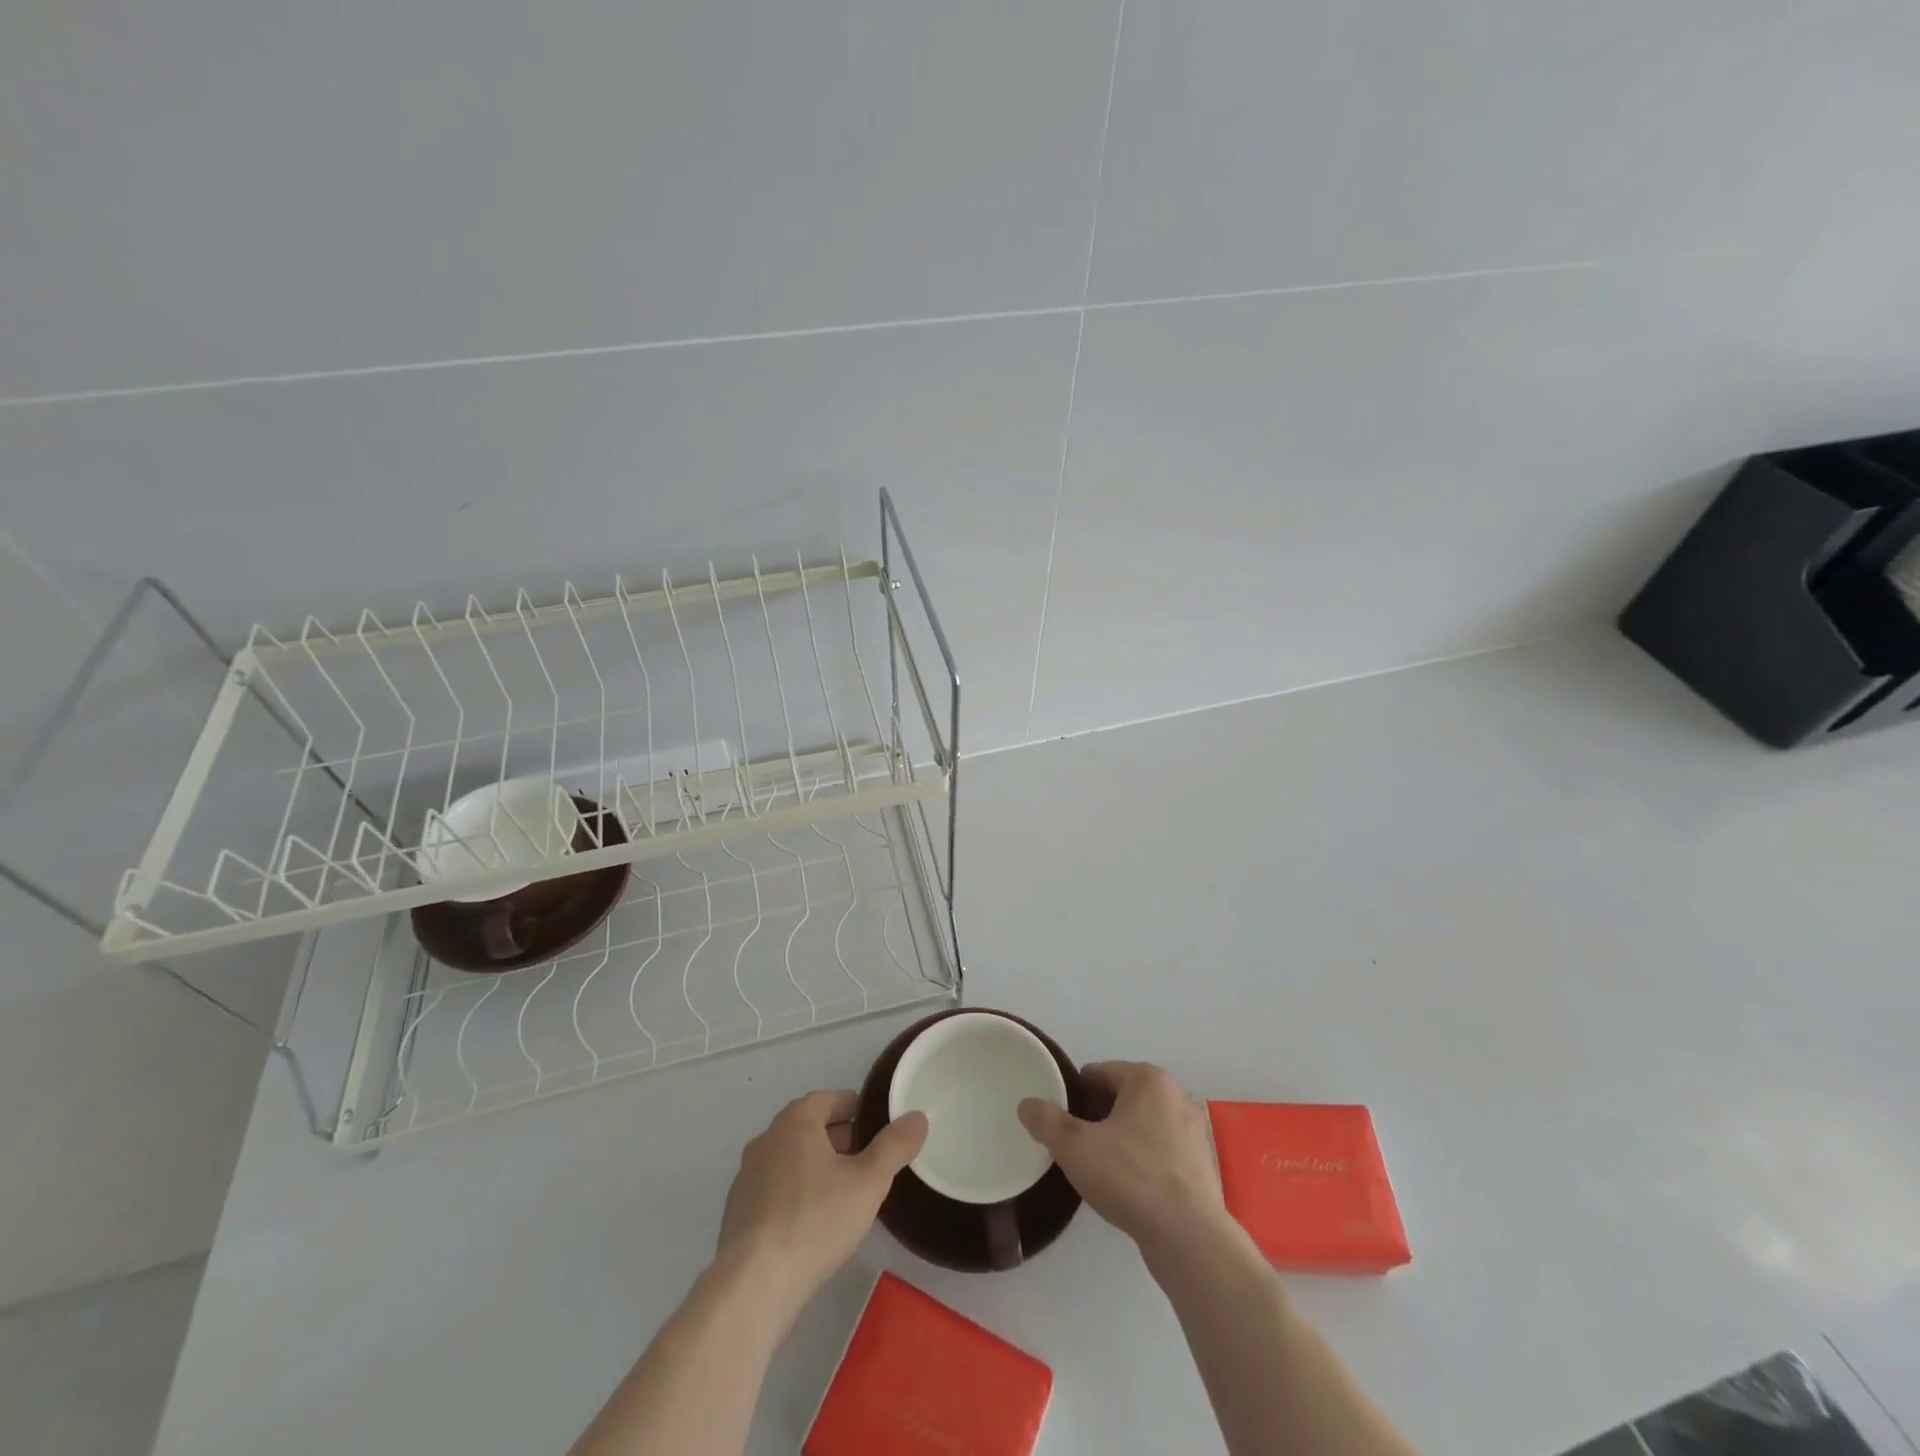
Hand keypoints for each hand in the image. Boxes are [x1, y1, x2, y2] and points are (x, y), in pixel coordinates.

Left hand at [716, 1091, 926, 1313]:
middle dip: (840, 1140)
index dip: (858, 1111)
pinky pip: (775, 1190)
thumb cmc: (816, 1220)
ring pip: (792, 1160)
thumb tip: (917, 1117)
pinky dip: (795, 1195)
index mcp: (796, 1121)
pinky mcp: (737, 1212)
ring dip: (817, 1169)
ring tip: (844, 1196)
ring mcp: (747, 1176)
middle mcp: (767, 1139)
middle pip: (810, 1128)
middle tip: (868, 1164)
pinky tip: (813, 1226)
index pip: (831, 1099)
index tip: (878, 1131)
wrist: (754, 1284)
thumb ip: (895, 1146)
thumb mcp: (868, 1182)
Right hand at [1018, 1061, 1225, 1255]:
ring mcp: (1193, 1133)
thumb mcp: (1075, 1147)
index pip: (1098, 1073)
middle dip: (1096, 1116)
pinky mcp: (1201, 1167)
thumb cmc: (1130, 1177)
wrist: (1189, 1238)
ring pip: (1142, 1126)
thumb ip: (1047, 1121)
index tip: (1058, 1119)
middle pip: (1121, 1097)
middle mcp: (1175, 1096)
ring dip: (1119, 1139)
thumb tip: (1027, 1105)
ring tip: (1097, 1168)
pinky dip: (1141, 1161)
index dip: (1073, 1093)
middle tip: (1073, 1144)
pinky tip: (1126, 1188)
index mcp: (1148, 1079)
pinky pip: (1160, 1152)